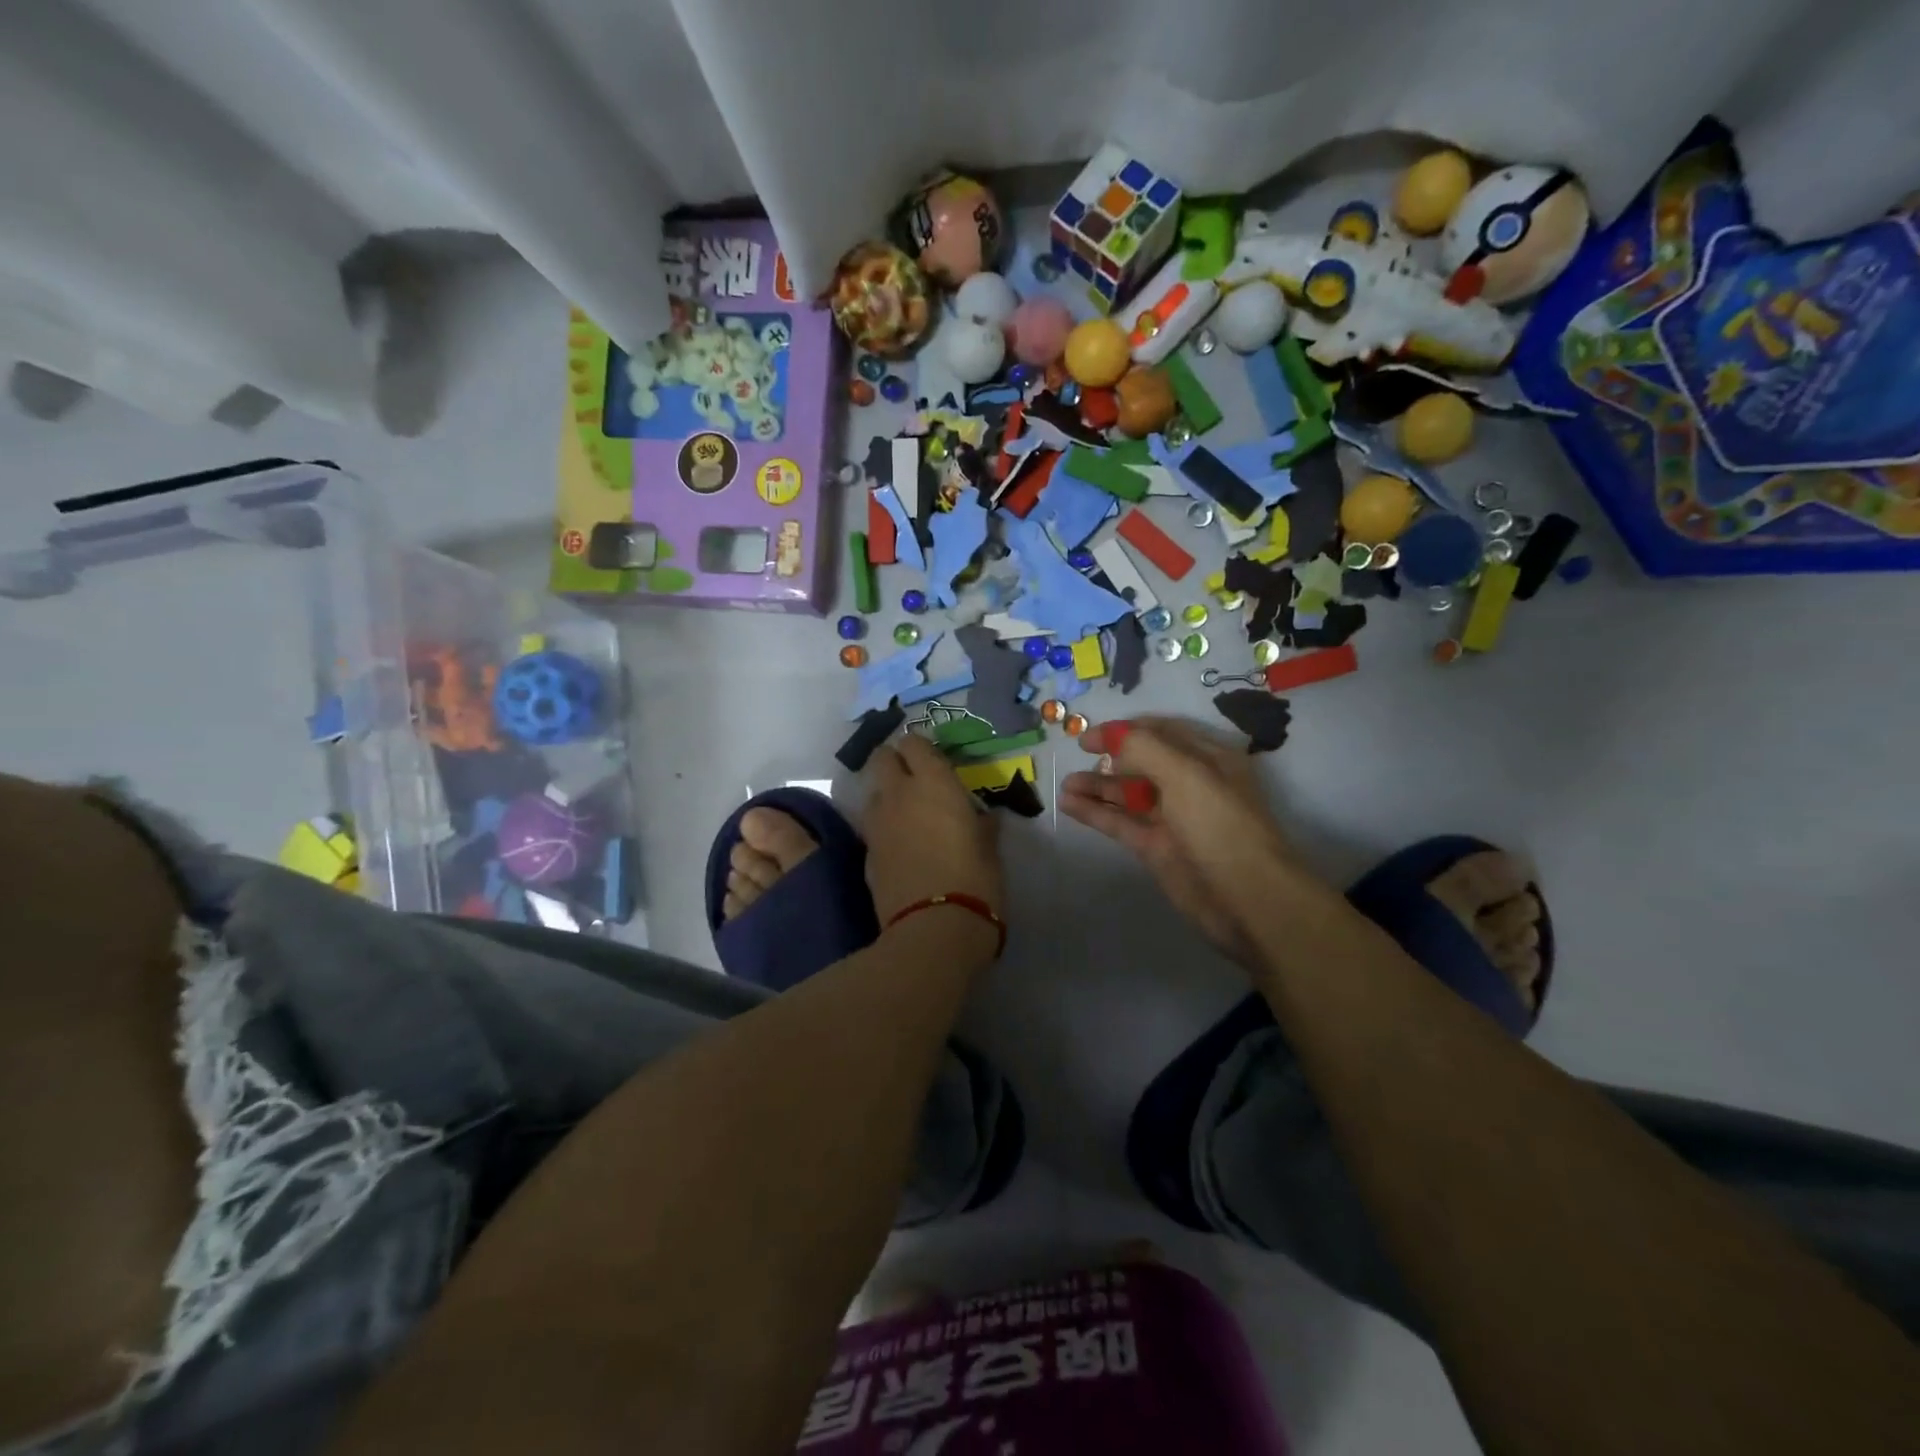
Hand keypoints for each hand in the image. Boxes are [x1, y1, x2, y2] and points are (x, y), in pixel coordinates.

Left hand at [861, 733, 1003, 939]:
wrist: (933, 930)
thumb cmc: (975, 882)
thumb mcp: (990, 850)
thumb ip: (983, 826)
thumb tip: (983, 818)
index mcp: (934, 784)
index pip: (914, 743)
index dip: (921, 749)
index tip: (934, 761)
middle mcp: (899, 794)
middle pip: (882, 757)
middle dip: (894, 762)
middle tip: (915, 780)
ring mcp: (877, 824)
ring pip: (873, 791)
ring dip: (886, 795)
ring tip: (907, 814)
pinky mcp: (866, 853)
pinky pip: (872, 827)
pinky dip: (883, 828)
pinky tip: (901, 847)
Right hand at [1060, 717, 1303, 966]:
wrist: (1247, 898)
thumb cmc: (1220, 825)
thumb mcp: (1186, 774)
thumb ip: (1144, 748)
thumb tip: (1111, 737)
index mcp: (1207, 758)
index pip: (1161, 731)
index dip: (1125, 730)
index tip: (1090, 734)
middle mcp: (1190, 783)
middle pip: (1142, 761)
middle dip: (1110, 756)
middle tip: (1077, 755)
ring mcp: (1172, 818)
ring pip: (1127, 794)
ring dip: (1097, 785)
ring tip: (1065, 783)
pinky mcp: (1156, 848)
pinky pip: (1120, 822)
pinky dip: (1095, 812)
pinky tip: (1068, 804)